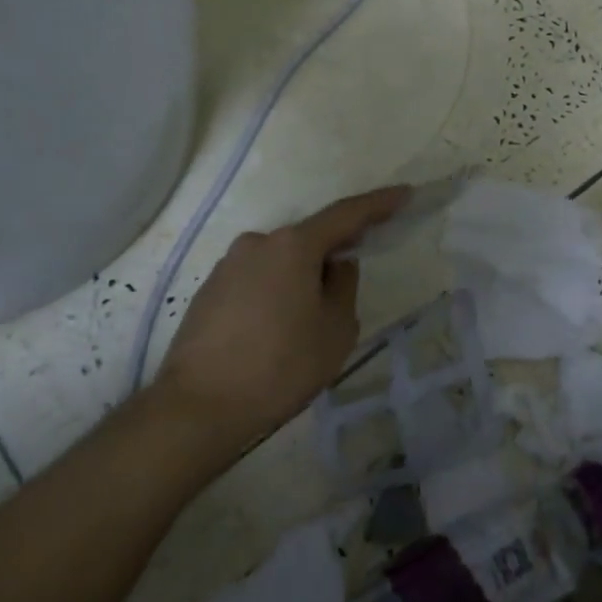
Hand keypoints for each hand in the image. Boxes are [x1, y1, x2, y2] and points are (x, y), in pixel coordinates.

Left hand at [151, 185, 410, 453]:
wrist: (197, 408)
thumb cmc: (280, 366)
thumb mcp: (335, 330)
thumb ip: (344, 287)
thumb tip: (336, 266)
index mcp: (294, 245)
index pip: (346, 214)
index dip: (379, 204)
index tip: (404, 193)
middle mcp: (258, 243)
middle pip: (308, 239)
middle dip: (333, 253)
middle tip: (351, 279)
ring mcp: (228, 266)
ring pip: (281, 262)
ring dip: (300, 278)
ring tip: (308, 323)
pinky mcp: (209, 291)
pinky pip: (256, 281)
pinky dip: (274, 294)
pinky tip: (275, 331)